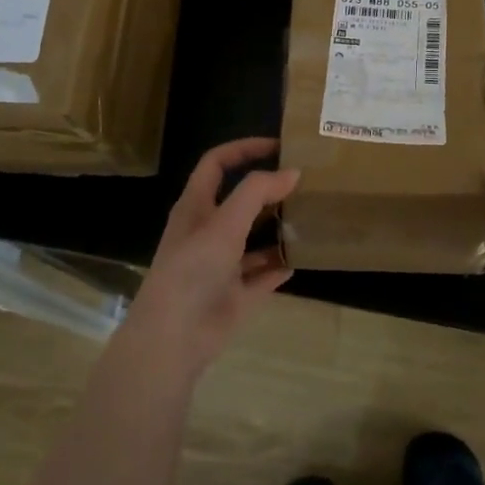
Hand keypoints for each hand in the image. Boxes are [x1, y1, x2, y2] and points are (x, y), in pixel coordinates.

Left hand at [125, 138, 297, 374]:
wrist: (174, 338)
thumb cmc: (192, 270)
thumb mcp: (224, 223)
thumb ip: (257, 192)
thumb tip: (293, 171)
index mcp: (197, 207)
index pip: (217, 163)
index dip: (244, 149)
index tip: (279, 146)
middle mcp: (209, 231)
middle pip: (241, 201)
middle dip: (269, 190)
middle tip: (306, 181)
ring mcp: (222, 264)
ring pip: (254, 239)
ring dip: (278, 227)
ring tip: (311, 216)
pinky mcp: (236, 294)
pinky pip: (263, 275)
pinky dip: (280, 266)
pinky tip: (303, 257)